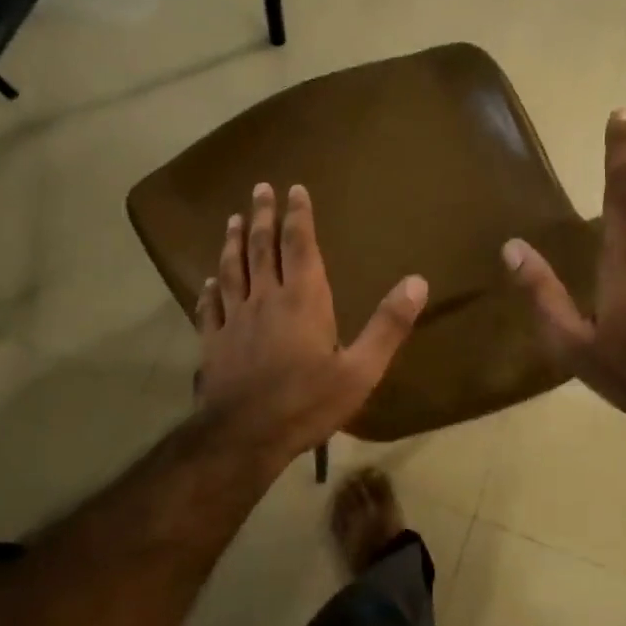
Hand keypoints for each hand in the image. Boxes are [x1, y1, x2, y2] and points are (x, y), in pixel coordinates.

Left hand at [196, 182, 427, 468]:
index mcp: (303, 300)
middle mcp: (266, 299)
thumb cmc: (308, 402)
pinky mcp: (214, 342)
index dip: (298, 215)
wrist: (245, 436)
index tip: (293, 189)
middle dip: (262, 217)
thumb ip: (389, 325)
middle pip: (261, 248)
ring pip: (231, 270)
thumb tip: (418, 281)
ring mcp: (235, 319)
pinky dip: (209, 290)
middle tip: (259, 188)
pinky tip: (207, 281)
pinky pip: (210, 307)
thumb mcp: (361, 370)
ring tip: (232, 220)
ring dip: (232, 243)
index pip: (300, 245)